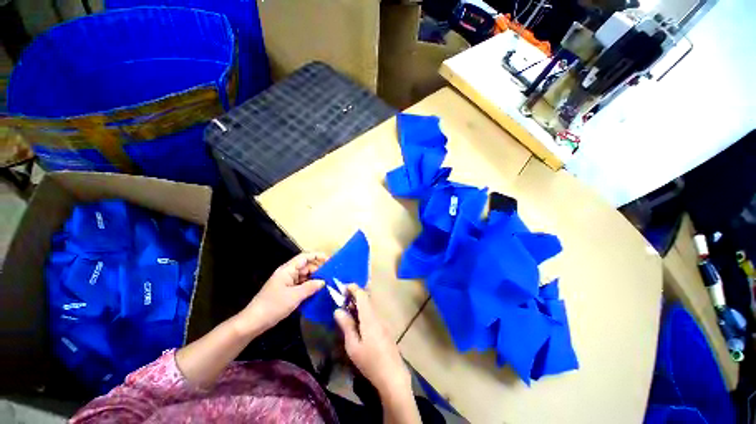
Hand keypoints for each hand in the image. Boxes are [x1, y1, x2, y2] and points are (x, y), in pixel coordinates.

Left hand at [238, 252, 326, 334]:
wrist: (254, 322)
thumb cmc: (273, 305)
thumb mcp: (295, 296)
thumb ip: (310, 287)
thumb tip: (323, 282)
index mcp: (287, 270)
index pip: (304, 257)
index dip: (317, 256)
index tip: (329, 259)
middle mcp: (288, 273)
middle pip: (306, 266)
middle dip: (318, 269)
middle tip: (331, 274)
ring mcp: (287, 282)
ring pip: (305, 276)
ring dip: (315, 279)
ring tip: (328, 282)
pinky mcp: (287, 291)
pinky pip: (302, 285)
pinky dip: (310, 286)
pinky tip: (318, 291)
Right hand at [334, 285, 411, 397]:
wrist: (393, 376)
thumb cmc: (370, 362)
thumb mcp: (353, 346)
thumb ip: (346, 326)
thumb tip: (338, 310)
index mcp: (369, 317)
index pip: (362, 295)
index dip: (353, 288)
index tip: (343, 287)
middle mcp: (378, 315)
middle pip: (367, 299)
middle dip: (356, 295)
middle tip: (343, 299)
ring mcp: (383, 322)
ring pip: (371, 306)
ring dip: (360, 304)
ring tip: (348, 310)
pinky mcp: (386, 329)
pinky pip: (373, 314)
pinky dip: (365, 312)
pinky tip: (359, 322)